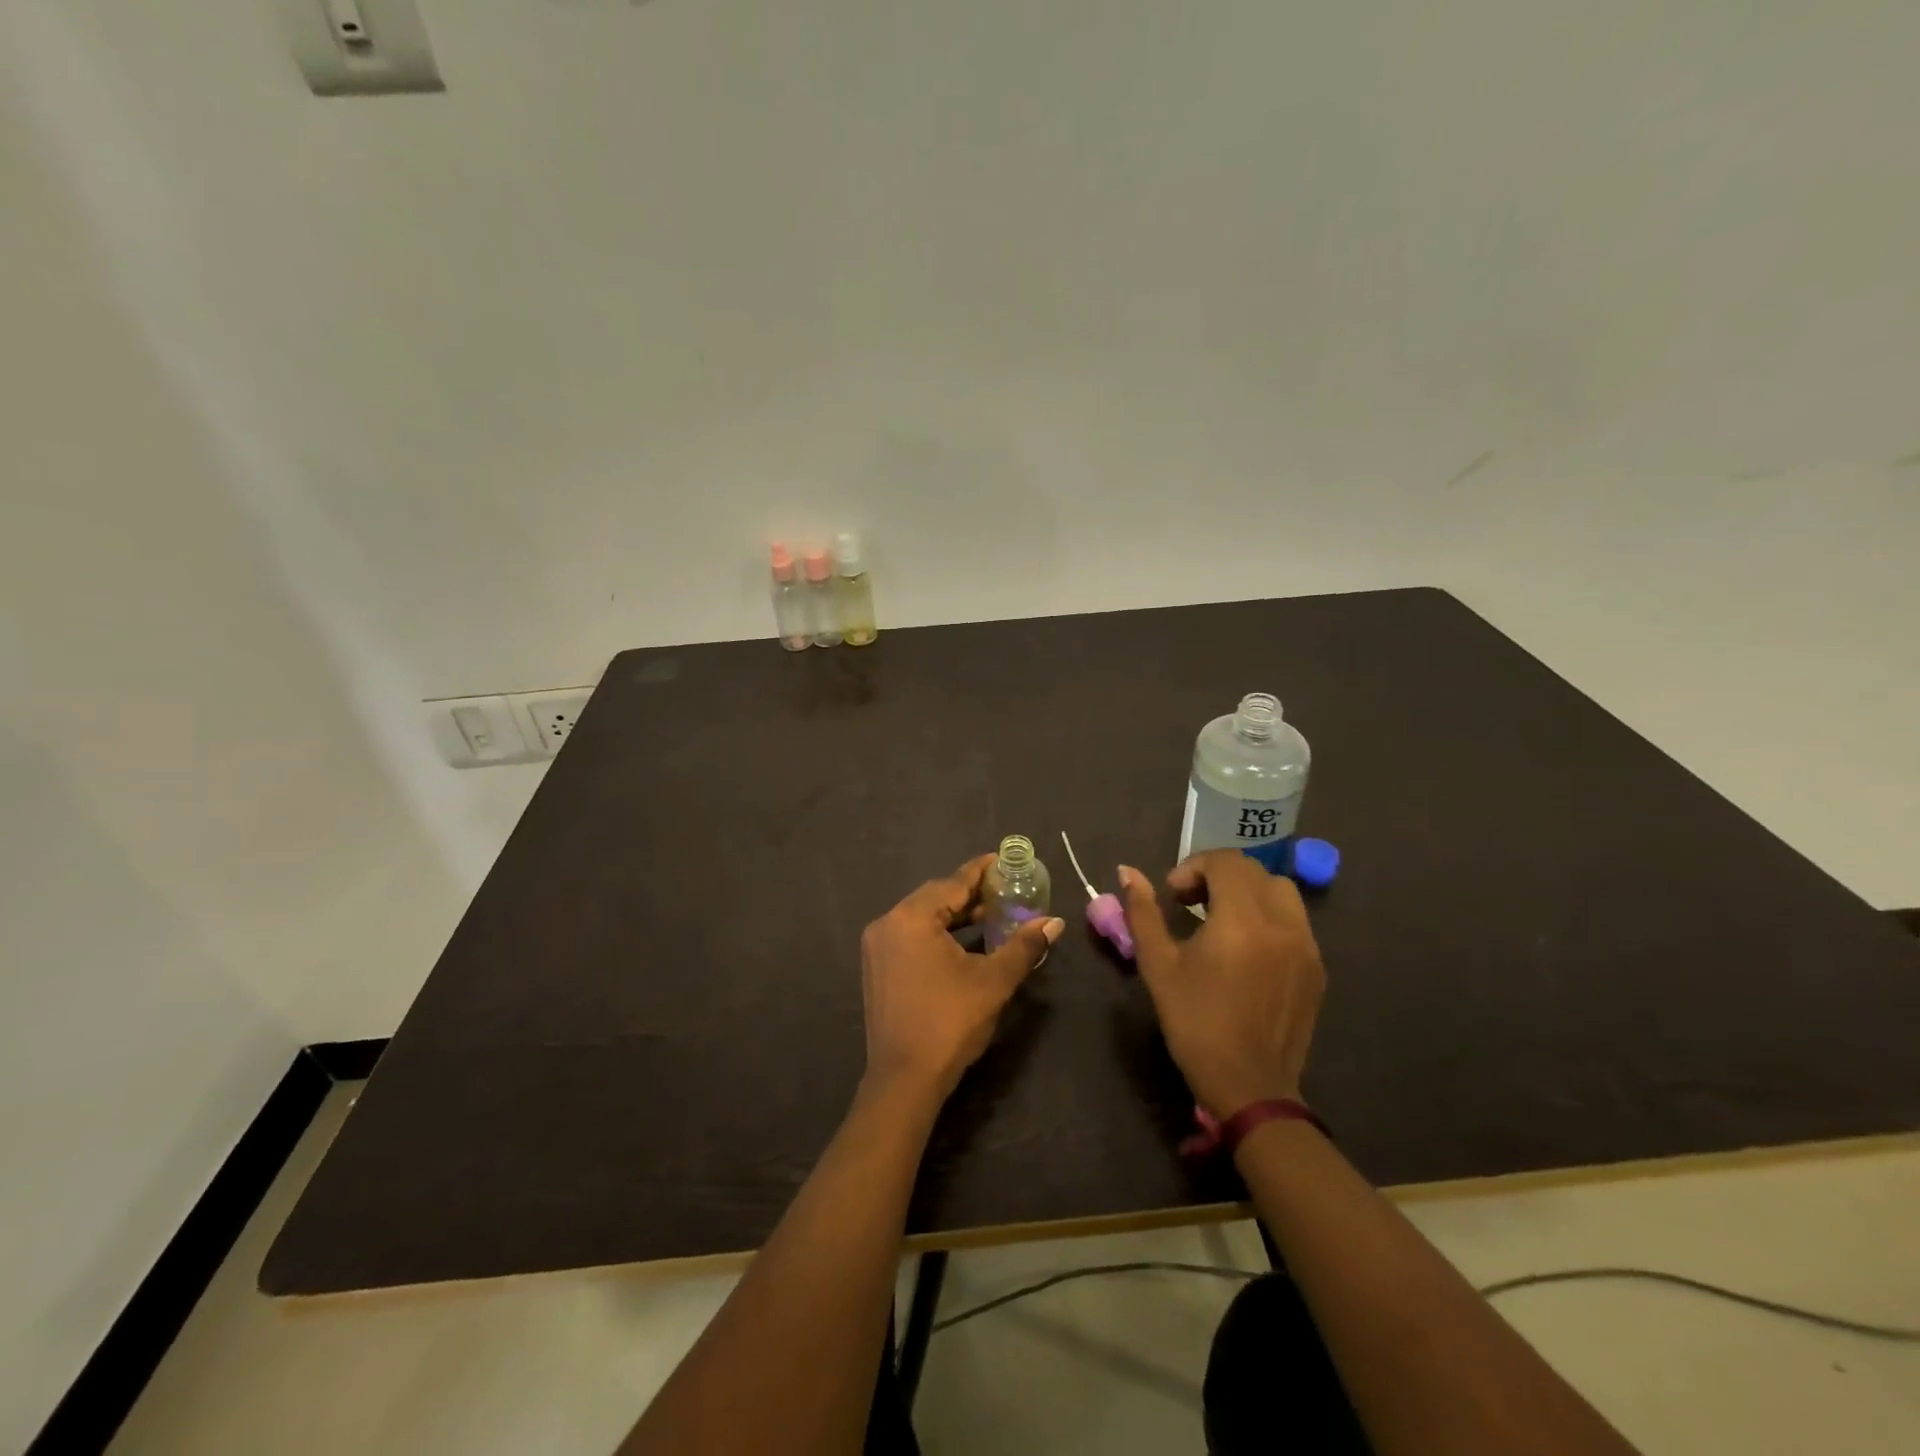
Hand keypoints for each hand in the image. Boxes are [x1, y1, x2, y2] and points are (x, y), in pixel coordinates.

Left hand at [861, 854, 1063, 1102]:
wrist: (904, 1080)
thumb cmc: (950, 1022)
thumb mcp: (993, 981)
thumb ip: (1023, 946)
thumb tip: (1055, 922)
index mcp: (911, 918)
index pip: (953, 883)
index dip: (980, 871)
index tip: (1002, 860)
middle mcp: (888, 924)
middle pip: (935, 897)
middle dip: (969, 894)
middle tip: (1003, 891)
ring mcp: (877, 947)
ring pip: (921, 918)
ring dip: (954, 915)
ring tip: (989, 916)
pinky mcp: (877, 968)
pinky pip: (910, 936)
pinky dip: (936, 934)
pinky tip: (963, 944)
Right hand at [1119, 851, 1324, 1116]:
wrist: (1250, 1087)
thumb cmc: (1195, 1023)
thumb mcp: (1158, 966)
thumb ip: (1143, 912)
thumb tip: (1128, 872)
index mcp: (1242, 919)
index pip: (1226, 861)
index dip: (1193, 867)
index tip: (1173, 895)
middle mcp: (1282, 923)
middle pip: (1254, 870)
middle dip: (1218, 876)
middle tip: (1191, 904)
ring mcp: (1306, 946)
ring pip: (1281, 891)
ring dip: (1248, 892)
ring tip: (1222, 920)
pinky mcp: (1317, 968)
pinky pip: (1295, 921)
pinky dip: (1269, 917)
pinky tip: (1247, 948)